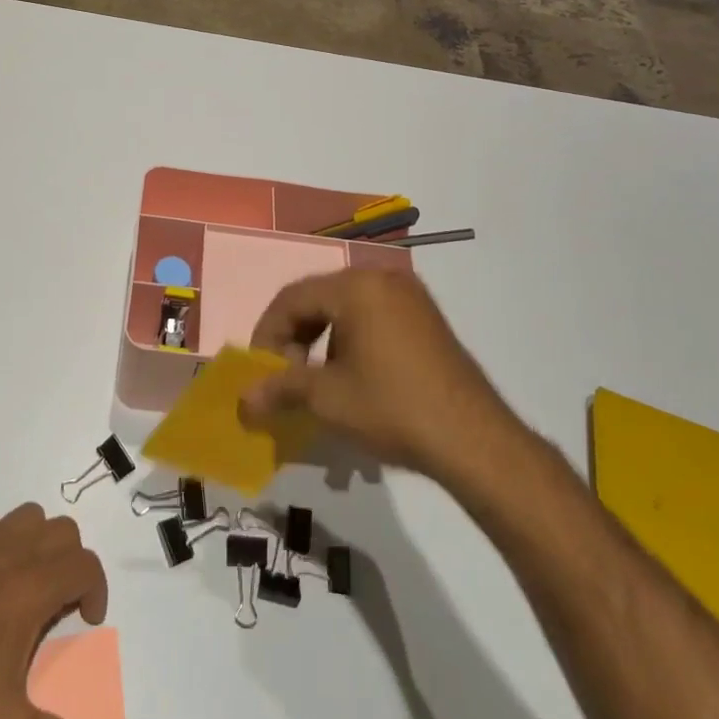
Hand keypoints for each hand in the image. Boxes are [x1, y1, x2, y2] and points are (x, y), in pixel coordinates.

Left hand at [0, 505, 108, 718]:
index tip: (86, 619)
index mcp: (34, 588)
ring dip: (37, 541)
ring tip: (26, 580)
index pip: (86, 564)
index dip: (96, 588)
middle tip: (58, 601)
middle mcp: (13, 553)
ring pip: (28, 516)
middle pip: (63, 530)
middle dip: (71, 561)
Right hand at [240, 268, 508, 476]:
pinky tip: (354, 378)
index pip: (292, 298)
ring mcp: (409, 296)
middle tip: (287, 377)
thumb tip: (243, 400)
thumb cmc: (392, 408)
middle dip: (295, 338)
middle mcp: (382, 278)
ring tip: (319, 383)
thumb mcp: (328, 399)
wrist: (474, 440)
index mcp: (355, 286)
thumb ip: (280, 389)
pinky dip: (352, 340)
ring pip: (346, 309)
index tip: (260, 371)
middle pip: (319, 299)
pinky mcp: (426, 318)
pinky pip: (374, 316)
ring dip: (323, 341)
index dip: (268, 334)